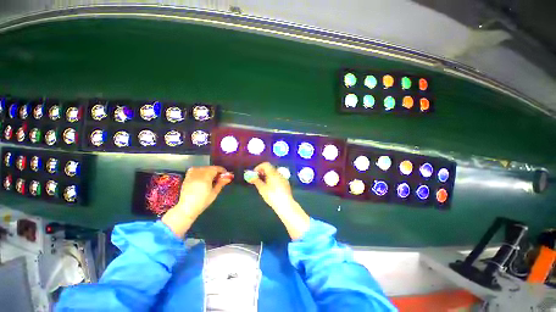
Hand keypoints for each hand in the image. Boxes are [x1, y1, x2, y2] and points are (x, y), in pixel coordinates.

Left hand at [162, 166, 232, 236]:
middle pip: (210, 167)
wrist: (187, 208)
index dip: (222, 171)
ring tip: (211, 178)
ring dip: (209, 171)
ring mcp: (191, 174)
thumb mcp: (214, 193)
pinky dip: (201, 171)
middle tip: (219, 178)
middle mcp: (198, 173)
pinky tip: (203, 177)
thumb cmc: (202, 201)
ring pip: (203, 168)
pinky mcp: (187, 176)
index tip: (225, 175)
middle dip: (216, 171)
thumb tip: (228, 177)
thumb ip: (221, 183)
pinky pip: (196, 169)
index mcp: (206, 177)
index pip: (216, 168)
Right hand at [248, 162, 294, 210]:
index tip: (254, 173)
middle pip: (270, 168)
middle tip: (257, 178)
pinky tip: (271, 186)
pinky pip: (278, 177)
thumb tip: (251, 176)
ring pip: (274, 173)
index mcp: (273, 173)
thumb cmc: (272, 196)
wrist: (285, 204)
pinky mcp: (286, 183)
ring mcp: (283, 178)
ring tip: (263, 183)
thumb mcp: (262, 189)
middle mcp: (279, 173)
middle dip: (262, 171)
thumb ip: (256, 181)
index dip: (259, 167)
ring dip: (267, 175)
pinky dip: (272, 179)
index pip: (265, 164)